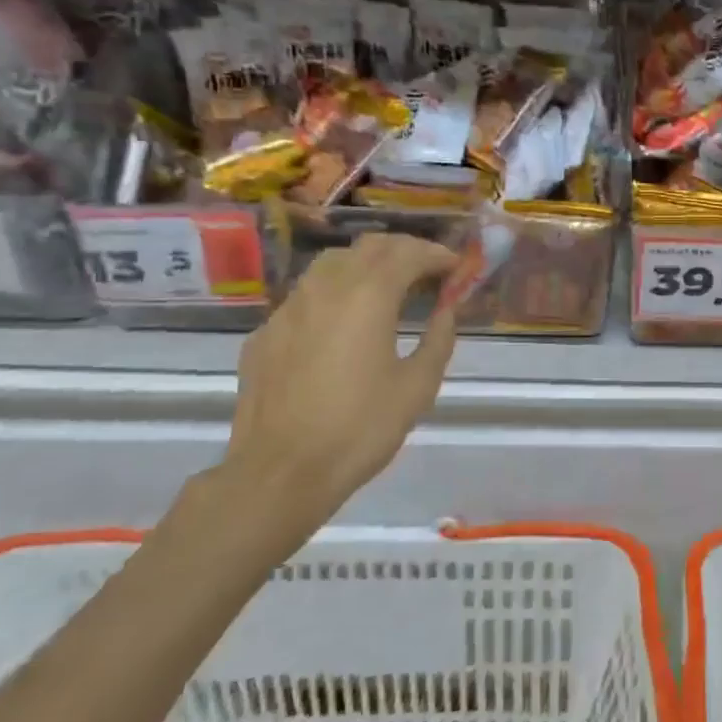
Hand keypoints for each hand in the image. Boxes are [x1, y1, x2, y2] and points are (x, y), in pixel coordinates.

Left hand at [215, 233, 459, 558]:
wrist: (279, 474)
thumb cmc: (359, 429)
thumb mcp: (417, 387)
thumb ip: (438, 339)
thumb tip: (446, 311)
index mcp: (368, 295)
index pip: (408, 253)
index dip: (437, 255)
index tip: (456, 267)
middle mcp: (326, 288)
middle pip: (369, 247)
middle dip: (403, 251)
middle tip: (427, 271)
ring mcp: (289, 308)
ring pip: (331, 263)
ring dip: (365, 264)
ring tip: (386, 287)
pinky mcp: (265, 333)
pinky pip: (305, 295)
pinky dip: (333, 293)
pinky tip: (341, 324)